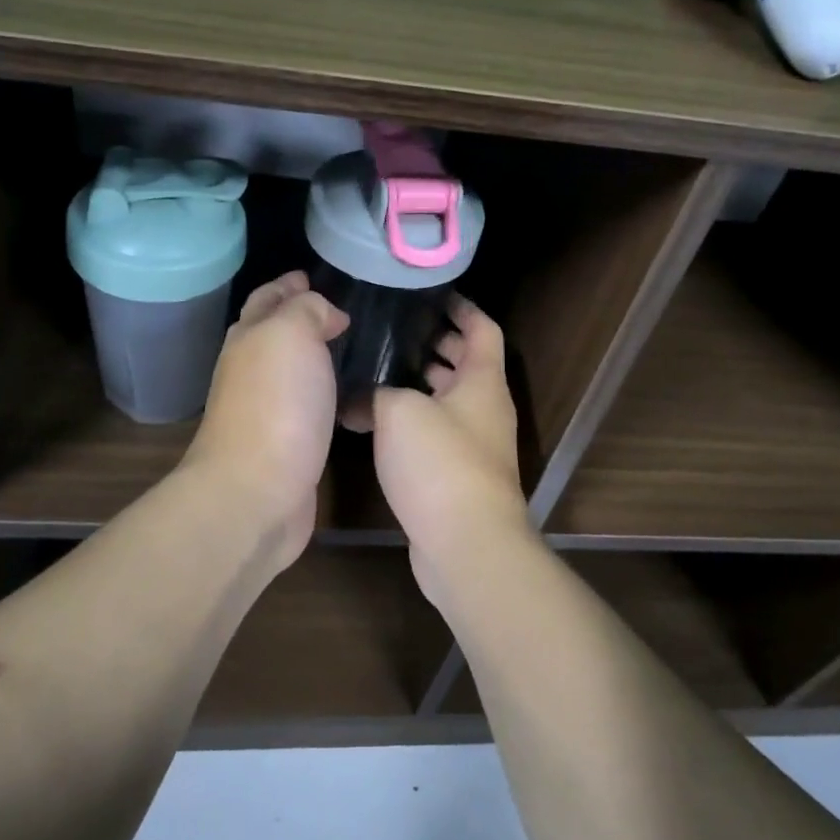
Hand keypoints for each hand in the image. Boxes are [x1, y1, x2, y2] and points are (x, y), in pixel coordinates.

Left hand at [183, 271, 347, 565]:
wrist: (256, 491)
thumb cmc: (276, 404)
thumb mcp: (290, 334)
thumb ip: (307, 310)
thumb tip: (326, 314)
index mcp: (249, 337)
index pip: (267, 299)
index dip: (287, 285)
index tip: (311, 275)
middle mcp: (250, 370)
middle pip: (271, 332)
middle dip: (296, 315)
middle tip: (336, 308)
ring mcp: (265, 409)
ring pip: (289, 369)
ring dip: (311, 354)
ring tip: (346, 345)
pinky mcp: (285, 444)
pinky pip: (305, 403)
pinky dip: (321, 390)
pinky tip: (342, 394)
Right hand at [371, 297, 529, 605]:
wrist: (466, 544)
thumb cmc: (440, 463)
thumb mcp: (399, 412)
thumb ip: (375, 393)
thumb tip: (355, 399)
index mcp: (482, 381)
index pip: (482, 328)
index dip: (462, 307)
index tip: (432, 295)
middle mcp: (485, 408)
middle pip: (466, 363)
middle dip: (436, 344)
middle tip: (396, 329)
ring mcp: (475, 444)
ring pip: (449, 399)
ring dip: (422, 382)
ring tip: (380, 368)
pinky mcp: (458, 474)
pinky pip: (437, 431)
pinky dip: (414, 419)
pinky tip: (376, 421)